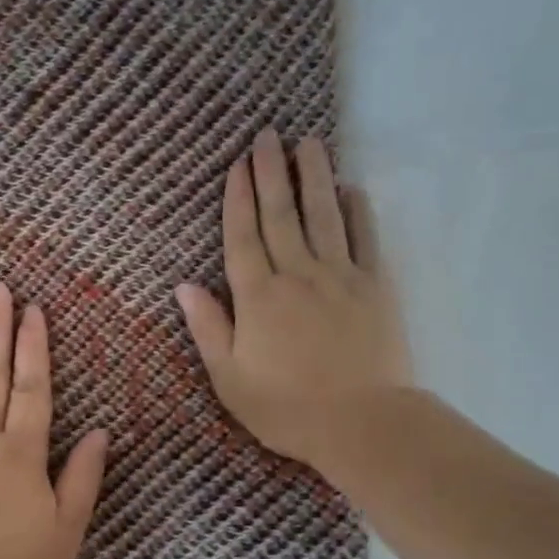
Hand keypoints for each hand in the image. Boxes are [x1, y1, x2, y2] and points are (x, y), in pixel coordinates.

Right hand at [175, 129, 409, 485]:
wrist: (363, 424)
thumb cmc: (286, 408)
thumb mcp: (230, 378)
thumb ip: (208, 328)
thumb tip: (184, 285)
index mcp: (258, 297)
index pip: (244, 237)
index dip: (238, 199)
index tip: (238, 164)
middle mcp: (298, 275)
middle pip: (281, 215)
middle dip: (272, 173)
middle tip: (269, 135)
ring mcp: (340, 277)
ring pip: (324, 216)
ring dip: (314, 177)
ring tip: (309, 143)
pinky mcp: (375, 288)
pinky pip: (365, 239)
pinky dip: (358, 211)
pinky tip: (352, 189)